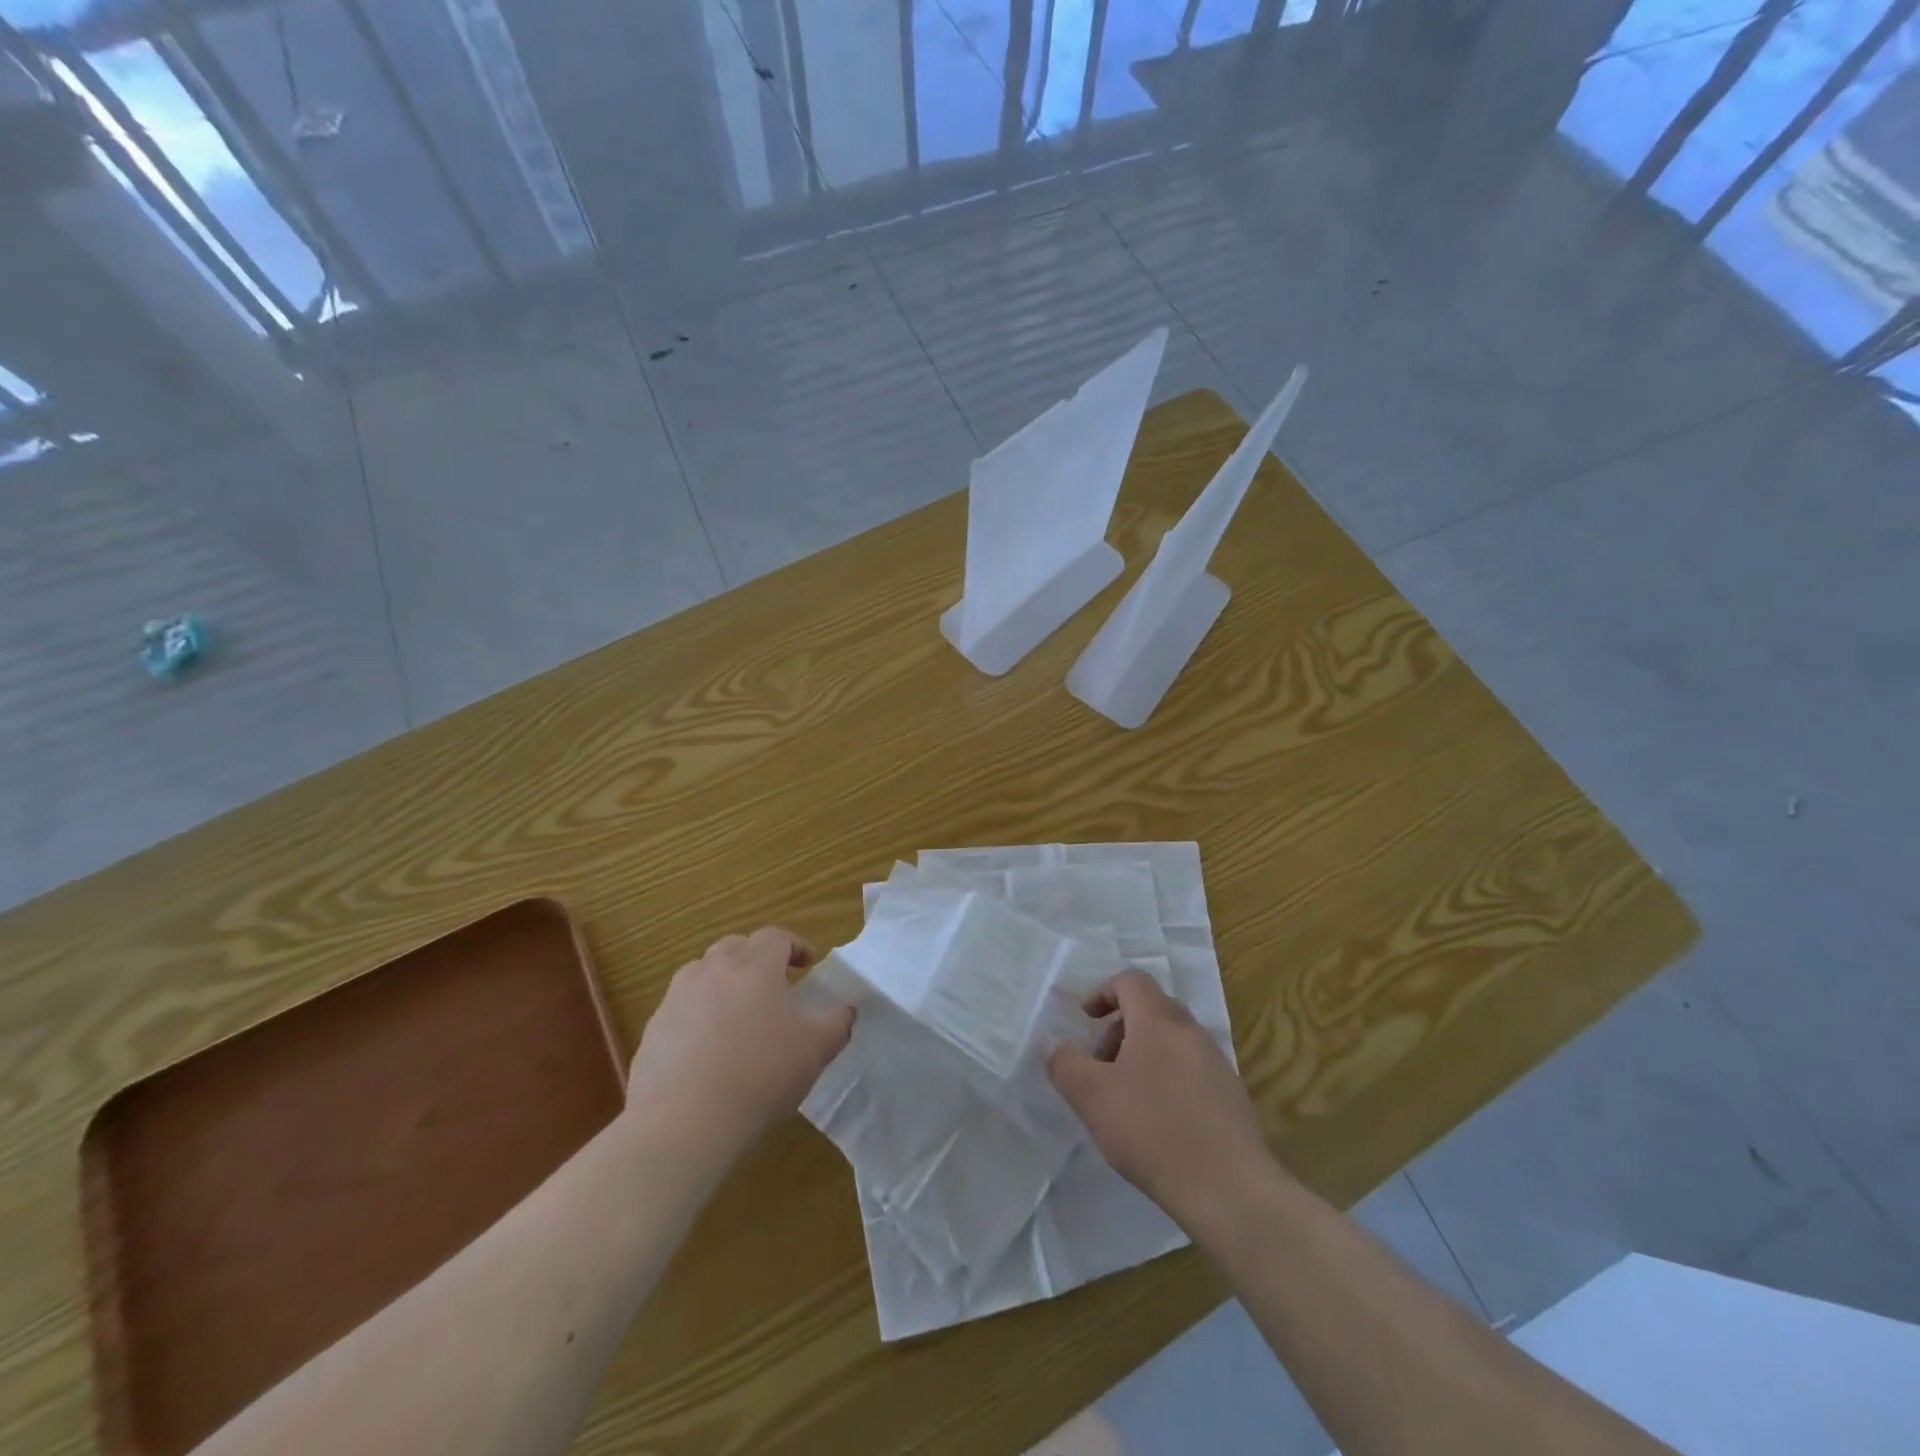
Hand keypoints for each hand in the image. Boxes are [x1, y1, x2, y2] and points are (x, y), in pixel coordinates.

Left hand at [626, 927, 854, 1158]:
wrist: (684, 1120)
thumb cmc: (761, 1074)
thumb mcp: (816, 1049)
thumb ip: (837, 1023)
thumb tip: (847, 1009)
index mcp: (755, 966)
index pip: (775, 937)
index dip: (794, 945)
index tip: (806, 965)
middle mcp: (712, 971)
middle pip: (734, 947)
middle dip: (754, 958)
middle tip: (771, 985)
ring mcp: (676, 999)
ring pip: (701, 974)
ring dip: (720, 983)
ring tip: (735, 1014)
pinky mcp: (653, 1031)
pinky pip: (679, 1011)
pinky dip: (695, 1017)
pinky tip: (705, 1051)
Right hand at [1048, 970, 1275, 1232]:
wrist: (1230, 1189)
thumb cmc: (1153, 1130)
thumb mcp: (1092, 1097)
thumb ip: (1066, 1064)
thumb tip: (1059, 1049)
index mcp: (1159, 1020)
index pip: (1131, 980)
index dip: (1103, 992)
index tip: (1086, 1021)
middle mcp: (1191, 1031)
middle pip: (1151, 1009)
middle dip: (1120, 1030)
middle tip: (1101, 1067)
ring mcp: (1217, 1063)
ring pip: (1171, 1042)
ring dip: (1142, 1057)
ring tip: (1126, 1101)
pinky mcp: (1232, 1096)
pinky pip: (1191, 1071)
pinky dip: (1167, 1081)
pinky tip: (1158, 1124)